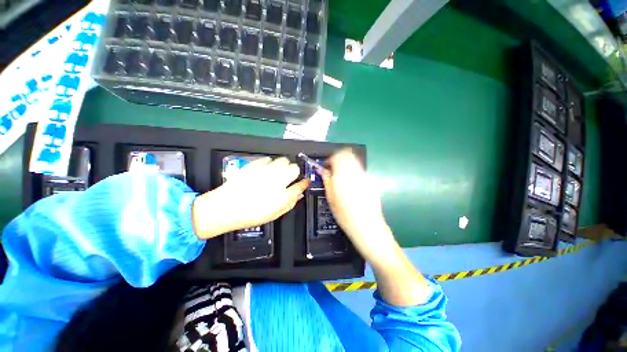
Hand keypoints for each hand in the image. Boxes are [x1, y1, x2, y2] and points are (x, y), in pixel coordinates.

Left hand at [192, 157, 309, 238]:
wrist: (224, 208)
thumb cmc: (249, 215)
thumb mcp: (273, 215)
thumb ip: (289, 204)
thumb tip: (298, 195)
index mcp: (282, 196)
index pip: (300, 185)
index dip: (305, 183)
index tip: (305, 182)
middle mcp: (276, 181)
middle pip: (294, 168)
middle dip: (295, 172)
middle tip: (290, 176)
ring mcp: (265, 172)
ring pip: (283, 160)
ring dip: (284, 165)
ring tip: (278, 171)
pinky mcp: (254, 166)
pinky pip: (268, 159)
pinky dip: (270, 163)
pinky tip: (266, 168)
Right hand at [321, 149, 396, 262]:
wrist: (367, 226)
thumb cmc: (345, 215)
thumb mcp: (330, 198)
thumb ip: (327, 180)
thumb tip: (323, 171)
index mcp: (343, 175)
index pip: (337, 156)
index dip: (330, 160)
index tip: (326, 167)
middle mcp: (356, 172)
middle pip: (347, 155)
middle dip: (338, 159)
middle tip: (333, 171)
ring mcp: (365, 176)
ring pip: (354, 162)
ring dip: (346, 165)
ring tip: (341, 178)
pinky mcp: (370, 182)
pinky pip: (359, 171)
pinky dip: (353, 172)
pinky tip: (350, 185)